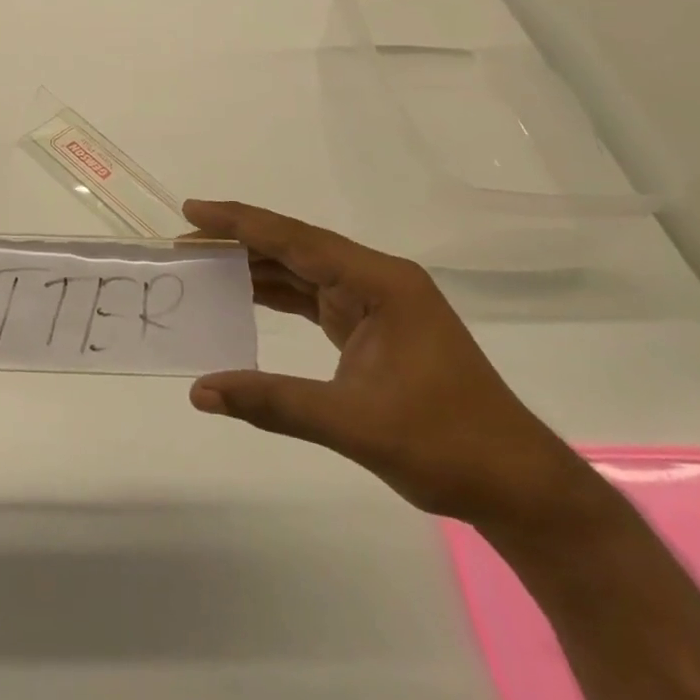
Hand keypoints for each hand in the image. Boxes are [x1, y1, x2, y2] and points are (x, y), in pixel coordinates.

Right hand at [185, 199, 604, 532]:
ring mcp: (377, 303)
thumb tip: (200, 392)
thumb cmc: (445, 445)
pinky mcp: (373, 328)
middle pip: (295, 247)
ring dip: (255, 267)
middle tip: (184, 241)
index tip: (192, 212)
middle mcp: (377, 281)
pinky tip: (244, 295)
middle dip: (239, 241)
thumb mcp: (353, 422)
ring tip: (202, 262)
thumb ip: (273, 401)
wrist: (515, 487)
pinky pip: (313, 298)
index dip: (239, 223)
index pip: (295, 239)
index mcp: (380, 283)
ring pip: (302, 271)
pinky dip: (276, 294)